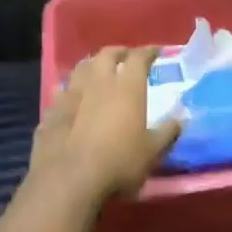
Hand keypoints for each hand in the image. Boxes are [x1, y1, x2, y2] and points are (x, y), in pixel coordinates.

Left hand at [26, 46, 181, 218]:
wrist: (69, 180)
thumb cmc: (118, 163)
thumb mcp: (152, 152)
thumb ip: (167, 133)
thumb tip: (180, 120)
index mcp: (127, 87)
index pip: (139, 57)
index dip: (149, 51)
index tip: (156, 51)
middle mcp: (98, 81)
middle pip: (107, 55)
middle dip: (118, 52)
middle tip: (126, 57)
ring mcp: (71, 94)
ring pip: (81, 67)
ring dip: (92, 65)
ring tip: (98, 70)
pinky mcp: (51, 110)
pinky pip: (60, 90)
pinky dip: (67, 88)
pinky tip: (68, 93)